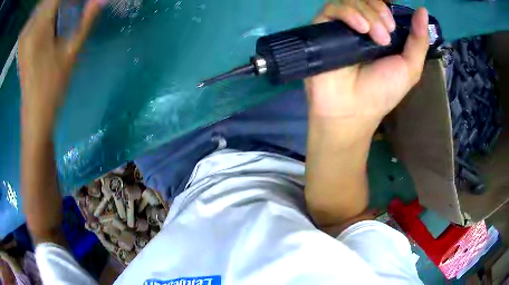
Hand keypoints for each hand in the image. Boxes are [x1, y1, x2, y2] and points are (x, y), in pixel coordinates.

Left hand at [18, 0, 103, 130]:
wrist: (35, 115)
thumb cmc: (52, 88)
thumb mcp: (71, 53)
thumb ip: (86, 23)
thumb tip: (99, 1)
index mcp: (40, 28)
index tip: (81, 3)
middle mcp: (30, 29)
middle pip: (48, 2)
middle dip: (62, 3)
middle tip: (73, 8)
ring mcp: (25, 38)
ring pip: (42, 9)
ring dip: (54, 8)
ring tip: (65, 13)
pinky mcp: (23, 44)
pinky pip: (35, 20)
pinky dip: (45, 15)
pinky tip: (53, 21)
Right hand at [305, 0, 428, 129]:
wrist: (352, 110)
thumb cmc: (382, 92)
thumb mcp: (410, 68)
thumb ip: (419, 40)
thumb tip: (423, 10)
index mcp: (379, 32)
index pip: (379, 6)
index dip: (386, 8)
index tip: (394, 25)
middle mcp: (359, 26)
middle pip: (365, 1)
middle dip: (380, 12)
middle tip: (387, 35)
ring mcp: (341, 26)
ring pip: (351, 2)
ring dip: (369, 15)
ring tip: (376, 38)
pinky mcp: (323, 28)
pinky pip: (332, 8)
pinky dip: (348, 13)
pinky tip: (360, 28)